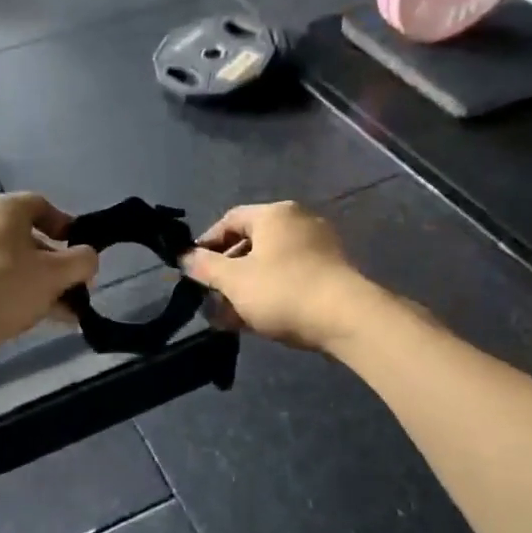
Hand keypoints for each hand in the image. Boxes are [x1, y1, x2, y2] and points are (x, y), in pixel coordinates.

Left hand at [0, 193, 98, 358]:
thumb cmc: (5, 286)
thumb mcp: (55, 274)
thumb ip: (82, 262)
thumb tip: (89, 258)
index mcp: (4, 209)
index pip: (42, 205)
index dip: (67, 226)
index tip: (81, 253)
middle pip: (29, 239)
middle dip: (57, 266)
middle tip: (76, 289)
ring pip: (14, 264)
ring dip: (41, 285)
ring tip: (64, 314)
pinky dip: (17, 294)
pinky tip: (36, 319)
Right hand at [180, 201, 372, 351]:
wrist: (347, 318)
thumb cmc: (283, 290)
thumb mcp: (234, 280)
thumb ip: (204, 267)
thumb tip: (184, 257)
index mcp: (274, 214)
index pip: (230, 220)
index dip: (207, 243)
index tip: (192, 267)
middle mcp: (298, 222)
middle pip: (251, 242)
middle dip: (226, 271)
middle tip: (210, 295)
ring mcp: (319, 247)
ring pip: (270, 263)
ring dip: (246, 286)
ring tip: (229, 315)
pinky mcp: (332, 272)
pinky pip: (291, 277)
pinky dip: (270, 292)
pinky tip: (256, 319)